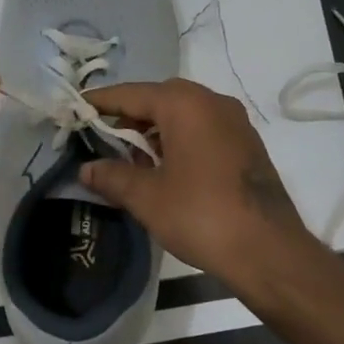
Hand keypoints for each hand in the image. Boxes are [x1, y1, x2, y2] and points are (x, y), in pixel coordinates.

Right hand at [79, 79, 315, 290]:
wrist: (267, 250)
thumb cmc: (201, 215)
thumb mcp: (147, 197)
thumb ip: (112, 176)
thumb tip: (86, 169)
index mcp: (185, 105)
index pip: (131, 94)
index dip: (101, 102)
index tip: (76, 107)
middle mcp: (213, 103)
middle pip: (160, 99)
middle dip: (129, 117)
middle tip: (103, 139)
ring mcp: (235, 123)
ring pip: (184, 115)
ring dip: (155, 131)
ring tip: (131, 161)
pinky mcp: (247, 145)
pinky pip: (203, 130)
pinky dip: (179, 141)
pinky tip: (165, 171)